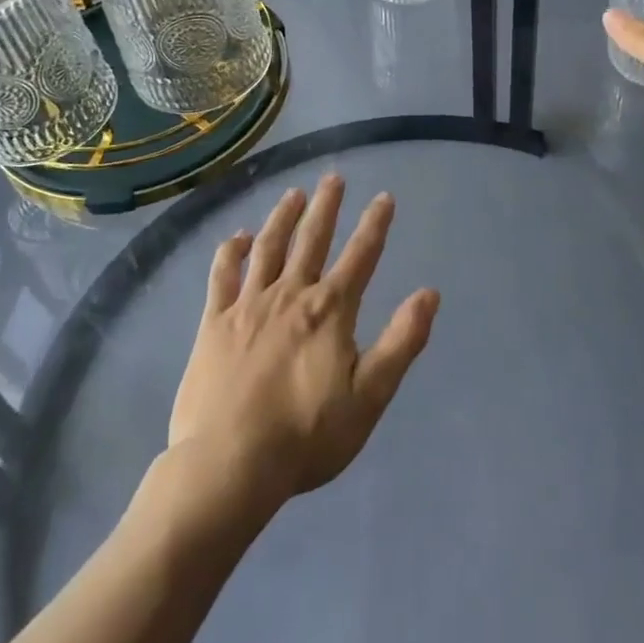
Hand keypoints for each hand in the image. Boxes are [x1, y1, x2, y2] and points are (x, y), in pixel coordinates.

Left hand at [168, 176, 439, 515]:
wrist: (230, 464)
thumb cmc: (307, 436)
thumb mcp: (369, 396)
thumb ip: (401, 341)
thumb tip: (429, 294)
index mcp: (330, 310)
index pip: (360, 256)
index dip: (375, 224)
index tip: (384, 197)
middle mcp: (291, 295)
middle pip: (312, 239)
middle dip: (326, 206)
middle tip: (333, 178)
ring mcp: (249, 305)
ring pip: (268, 247)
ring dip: (283, 217)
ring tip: (294, 194)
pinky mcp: (214, 323)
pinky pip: (223, 275)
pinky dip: (231, 251)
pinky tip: (237, 237)